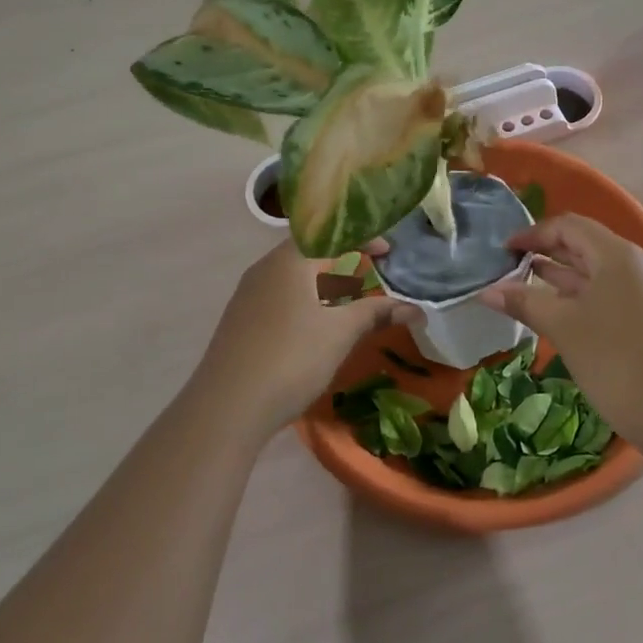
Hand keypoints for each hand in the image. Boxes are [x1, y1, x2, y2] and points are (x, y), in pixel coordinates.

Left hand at [189, 240, 418, 435]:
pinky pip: (280, 297)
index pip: (330, 234)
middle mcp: (264, 269)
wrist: (226, 408)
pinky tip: (315, 328)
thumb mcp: (341, 333)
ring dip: (323, 283)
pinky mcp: (240, 322)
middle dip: (343, 261)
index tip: (387, 253)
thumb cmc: (291, 358)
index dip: (362, 238)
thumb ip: (376, 313)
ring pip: (293, 277)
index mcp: (289, 261)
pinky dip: (305, 301)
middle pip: (309, 253)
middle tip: (371, 274)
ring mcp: (247, 296)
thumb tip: (416, 309)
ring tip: (348, 302)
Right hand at [479, 215, 642, 443]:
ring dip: (561, 273)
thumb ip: (524, 302)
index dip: (533, 234)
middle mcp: (637, 263)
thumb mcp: (562, 326)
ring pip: (597, 269)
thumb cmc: (612, 359)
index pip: (569, 226)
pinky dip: (580, 293)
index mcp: (619, 255)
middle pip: (585, 244)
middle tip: (510, 265)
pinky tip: (556, 307)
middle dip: (546, 251)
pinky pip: (609, 290)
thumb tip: (486, 292)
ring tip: (524, 282)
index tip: (504, 250)